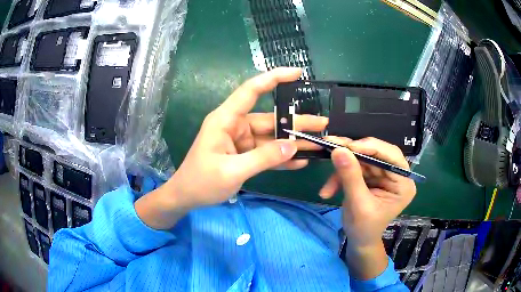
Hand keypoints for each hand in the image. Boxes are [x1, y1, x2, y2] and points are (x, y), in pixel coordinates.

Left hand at [135, 68, 327, 228]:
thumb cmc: (201, 182)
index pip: (251, 91)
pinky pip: (267, 152)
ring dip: (293, 142)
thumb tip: (293, 147)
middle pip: (270, 119)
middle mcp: (236, 126)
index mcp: (226, 120)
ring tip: (319, 144)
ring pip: (272, 137)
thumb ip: (263, 158)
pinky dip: (282, 157)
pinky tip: (301, 161)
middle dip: (296, 122)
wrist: (186, 197)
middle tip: (323, 125)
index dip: (274, 78)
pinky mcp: (245, 154)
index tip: (297, 73)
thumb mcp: (232, 171)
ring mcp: (241, 141)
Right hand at [320, 137, 415, 246]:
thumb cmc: (364, 228)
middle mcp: (396, 174)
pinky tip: (328, 191)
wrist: (358, 241)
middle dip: (352, 154)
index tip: (348, 146)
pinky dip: (339, 177)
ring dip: (341, 168)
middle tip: (331, 147)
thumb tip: (338, 149)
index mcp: (403, 183)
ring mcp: (382, 174)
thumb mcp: (358, 204)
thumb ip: (350, 176)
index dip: (371, 147)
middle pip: (375, 154)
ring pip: (361, 159)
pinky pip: (354, 167)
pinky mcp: (370, 176)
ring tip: (326, 182)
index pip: (392, 156)